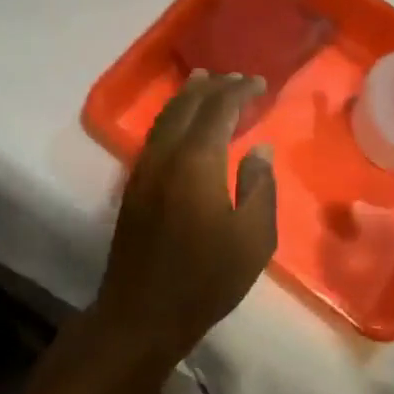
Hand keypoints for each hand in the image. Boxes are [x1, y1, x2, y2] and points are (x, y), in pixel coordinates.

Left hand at [93, 71, 278, 365]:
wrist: (141, 315)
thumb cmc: (206, 279)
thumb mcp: (253, 238)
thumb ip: (260, 187)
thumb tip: (259, 150)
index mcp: (197, 161)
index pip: (218, 108)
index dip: (239, 91)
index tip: (259, 83)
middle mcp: (166, 154)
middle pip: (188, 104)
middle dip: (213, 86)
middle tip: (236, 78)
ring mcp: (144, 168)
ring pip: (166, 116)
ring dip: (189, 96)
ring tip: (206, 82)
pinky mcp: (134, 185)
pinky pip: (156, 133)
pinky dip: (173, 116)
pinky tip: (183, 123)